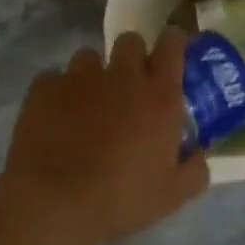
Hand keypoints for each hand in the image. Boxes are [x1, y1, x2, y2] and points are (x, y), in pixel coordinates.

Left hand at [0, 29, 208, 244]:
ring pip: (89, 56)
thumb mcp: (172, 195)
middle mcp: (122, 76)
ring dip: (93, 73)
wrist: (54, 203)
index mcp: (159, 95)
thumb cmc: (121, 198)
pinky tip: (54, 116)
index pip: (172, 44)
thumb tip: (200, 154)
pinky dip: (57, 92)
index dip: (173, 42)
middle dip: (132, 56)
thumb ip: (195, 170)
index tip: (171, 52)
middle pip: (130, 41)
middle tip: (129, 84)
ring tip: (87, 101)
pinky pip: (53, 78)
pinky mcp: (44, 89)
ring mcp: (80, 78)